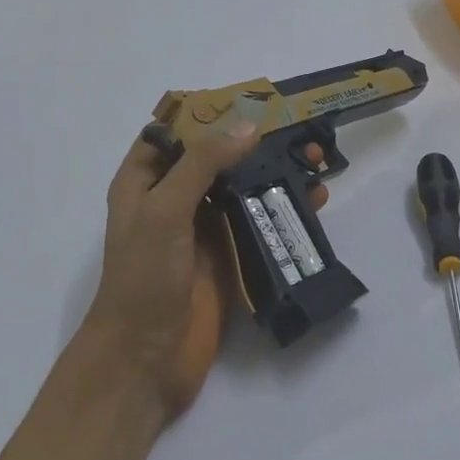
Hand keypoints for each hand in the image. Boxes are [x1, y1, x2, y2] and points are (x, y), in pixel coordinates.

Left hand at [82, 127, 325, 423]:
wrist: (145, 360)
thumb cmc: (144, 279)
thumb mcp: (165, 210)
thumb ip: (203, 164)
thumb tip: (249, 125)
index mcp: (146, 183)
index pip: (174, 133)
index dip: (208, 113)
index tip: (251, 99)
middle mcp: (175, 201)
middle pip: (217, 158)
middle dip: (254, 142)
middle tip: (298, 129)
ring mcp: (204, 230)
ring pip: (244, 189)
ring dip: (276, 173)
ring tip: (316, 159)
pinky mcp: (231, 258)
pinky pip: (260, 223)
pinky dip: (285, 208)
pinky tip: (315, 199)